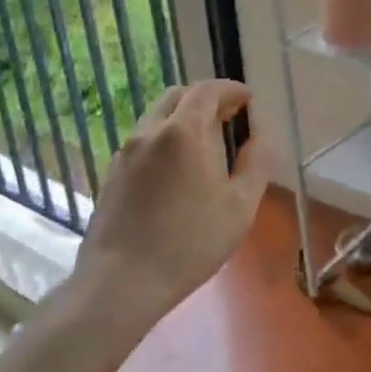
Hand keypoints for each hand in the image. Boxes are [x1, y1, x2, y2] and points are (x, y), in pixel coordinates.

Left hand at [75, 80, 267, 336]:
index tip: (248, 100)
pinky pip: (143, 141)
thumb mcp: (240, 207)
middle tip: (228, 119)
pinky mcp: (112, 173)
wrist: (121, 281)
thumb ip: (255, 163)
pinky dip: (164, 139)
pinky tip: (176, 172)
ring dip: (183, 119)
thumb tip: (259, 136)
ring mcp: (125, 151)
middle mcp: (149, 131)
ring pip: (157, 117)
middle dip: (206, 99)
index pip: (207, 90)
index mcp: (183, 132)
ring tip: (204, 147)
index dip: (231, 90)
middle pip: (178, 96)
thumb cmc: (190, 243)